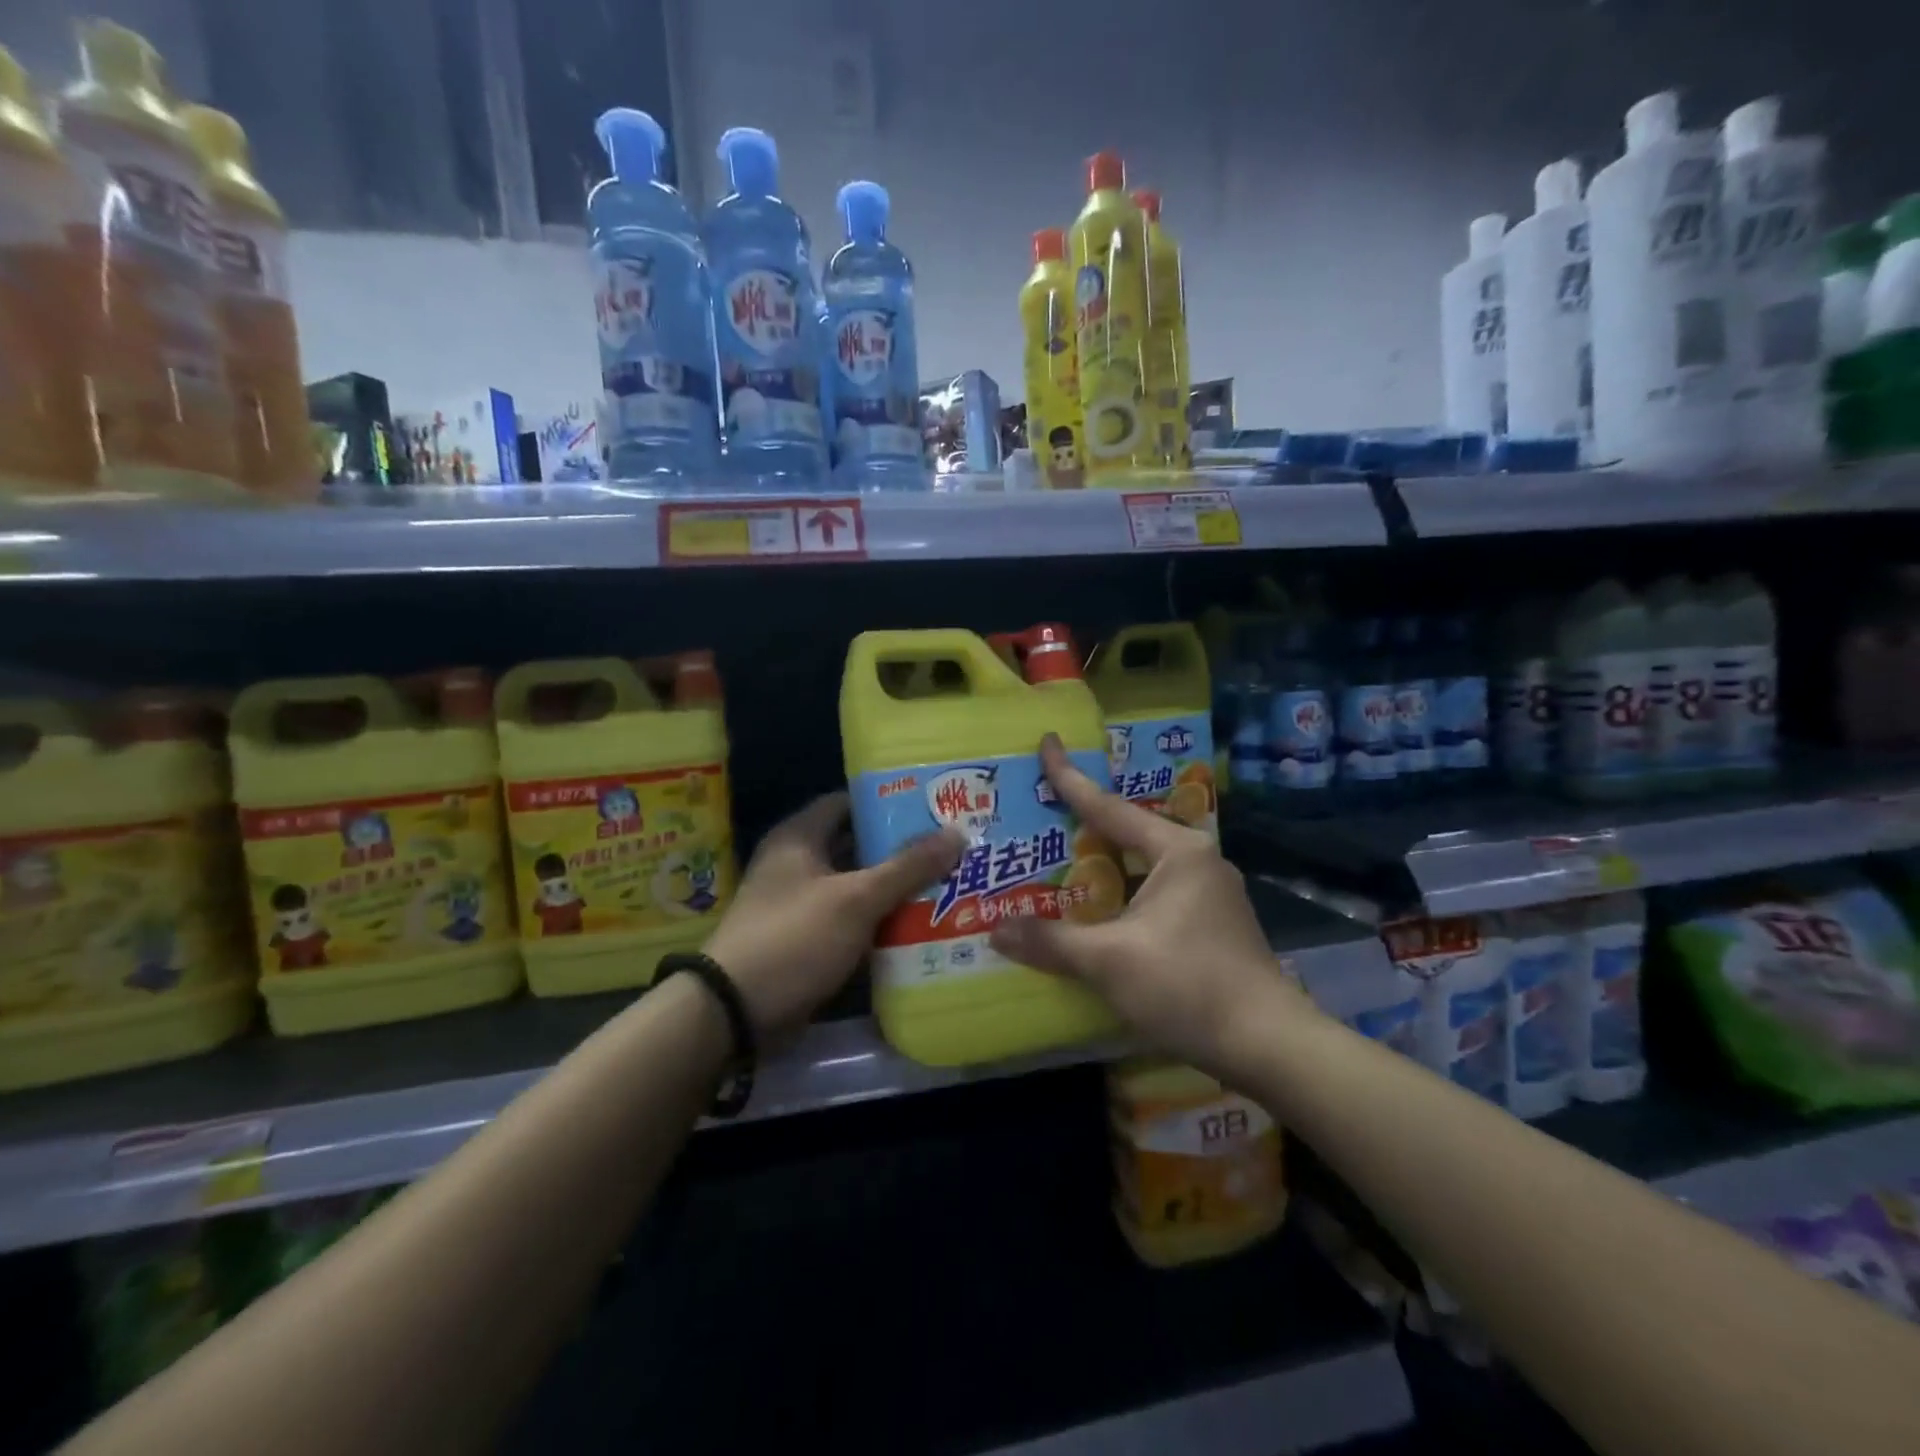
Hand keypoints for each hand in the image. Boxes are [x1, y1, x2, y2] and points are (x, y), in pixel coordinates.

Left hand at [704, 793, 963, 1042]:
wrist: (735, 1012)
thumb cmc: (795, 937)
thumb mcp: (857, 899)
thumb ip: (907, 866)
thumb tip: (957, 832)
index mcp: (800, 836)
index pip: (849, 802)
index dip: (889, 801)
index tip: (932, 806)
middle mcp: (797, 863)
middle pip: (857, 845)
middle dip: (901, 849)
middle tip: (951, 848)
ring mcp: (800, 903)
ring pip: (857, 886)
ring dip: (894, 888)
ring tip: (947, 883)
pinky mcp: (805, 940)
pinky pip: (850, 920)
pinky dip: (879, 921)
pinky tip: (919, 925)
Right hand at [989, 735, 1312, 1078]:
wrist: (1269, 1045)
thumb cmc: (1187, 985)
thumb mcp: (1110, 962)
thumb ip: (1051, 942)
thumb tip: (995, 931)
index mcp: (1178, 851)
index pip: (1109, 807)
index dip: (1070, 777)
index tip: (1047, 743)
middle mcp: (1198, 860)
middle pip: (1128, 832)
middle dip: (1085, 824)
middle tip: (1042, 812)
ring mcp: (1211, 892)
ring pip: (1143, 865)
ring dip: (1105, 864)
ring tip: (1062, 861)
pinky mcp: (1214, 922)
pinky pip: (1155, 891)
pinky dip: (1123, 892)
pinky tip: (1099, 910)